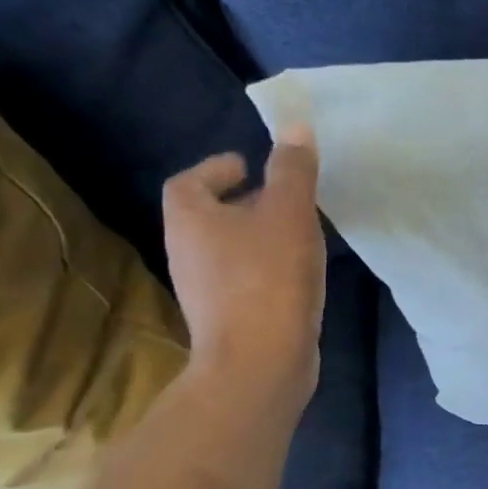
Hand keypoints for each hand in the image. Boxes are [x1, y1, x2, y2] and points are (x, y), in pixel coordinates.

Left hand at [163, 126, 327, 408]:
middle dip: (245, 202)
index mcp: (190, 219)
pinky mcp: (228, 318)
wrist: (261, 363)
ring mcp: (205, 290)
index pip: (191, 181)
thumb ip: (293, 169)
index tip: (251, 166)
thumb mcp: (289, 213)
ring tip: (300, 234)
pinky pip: (245, 279)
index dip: (217, 169)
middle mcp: (187, 252)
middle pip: (210, 216)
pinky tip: (299, 275)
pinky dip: (267, 269)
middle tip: (285, 198)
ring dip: (259, 236)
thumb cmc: (269, 277)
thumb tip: (295, 126)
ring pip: (230, 249)